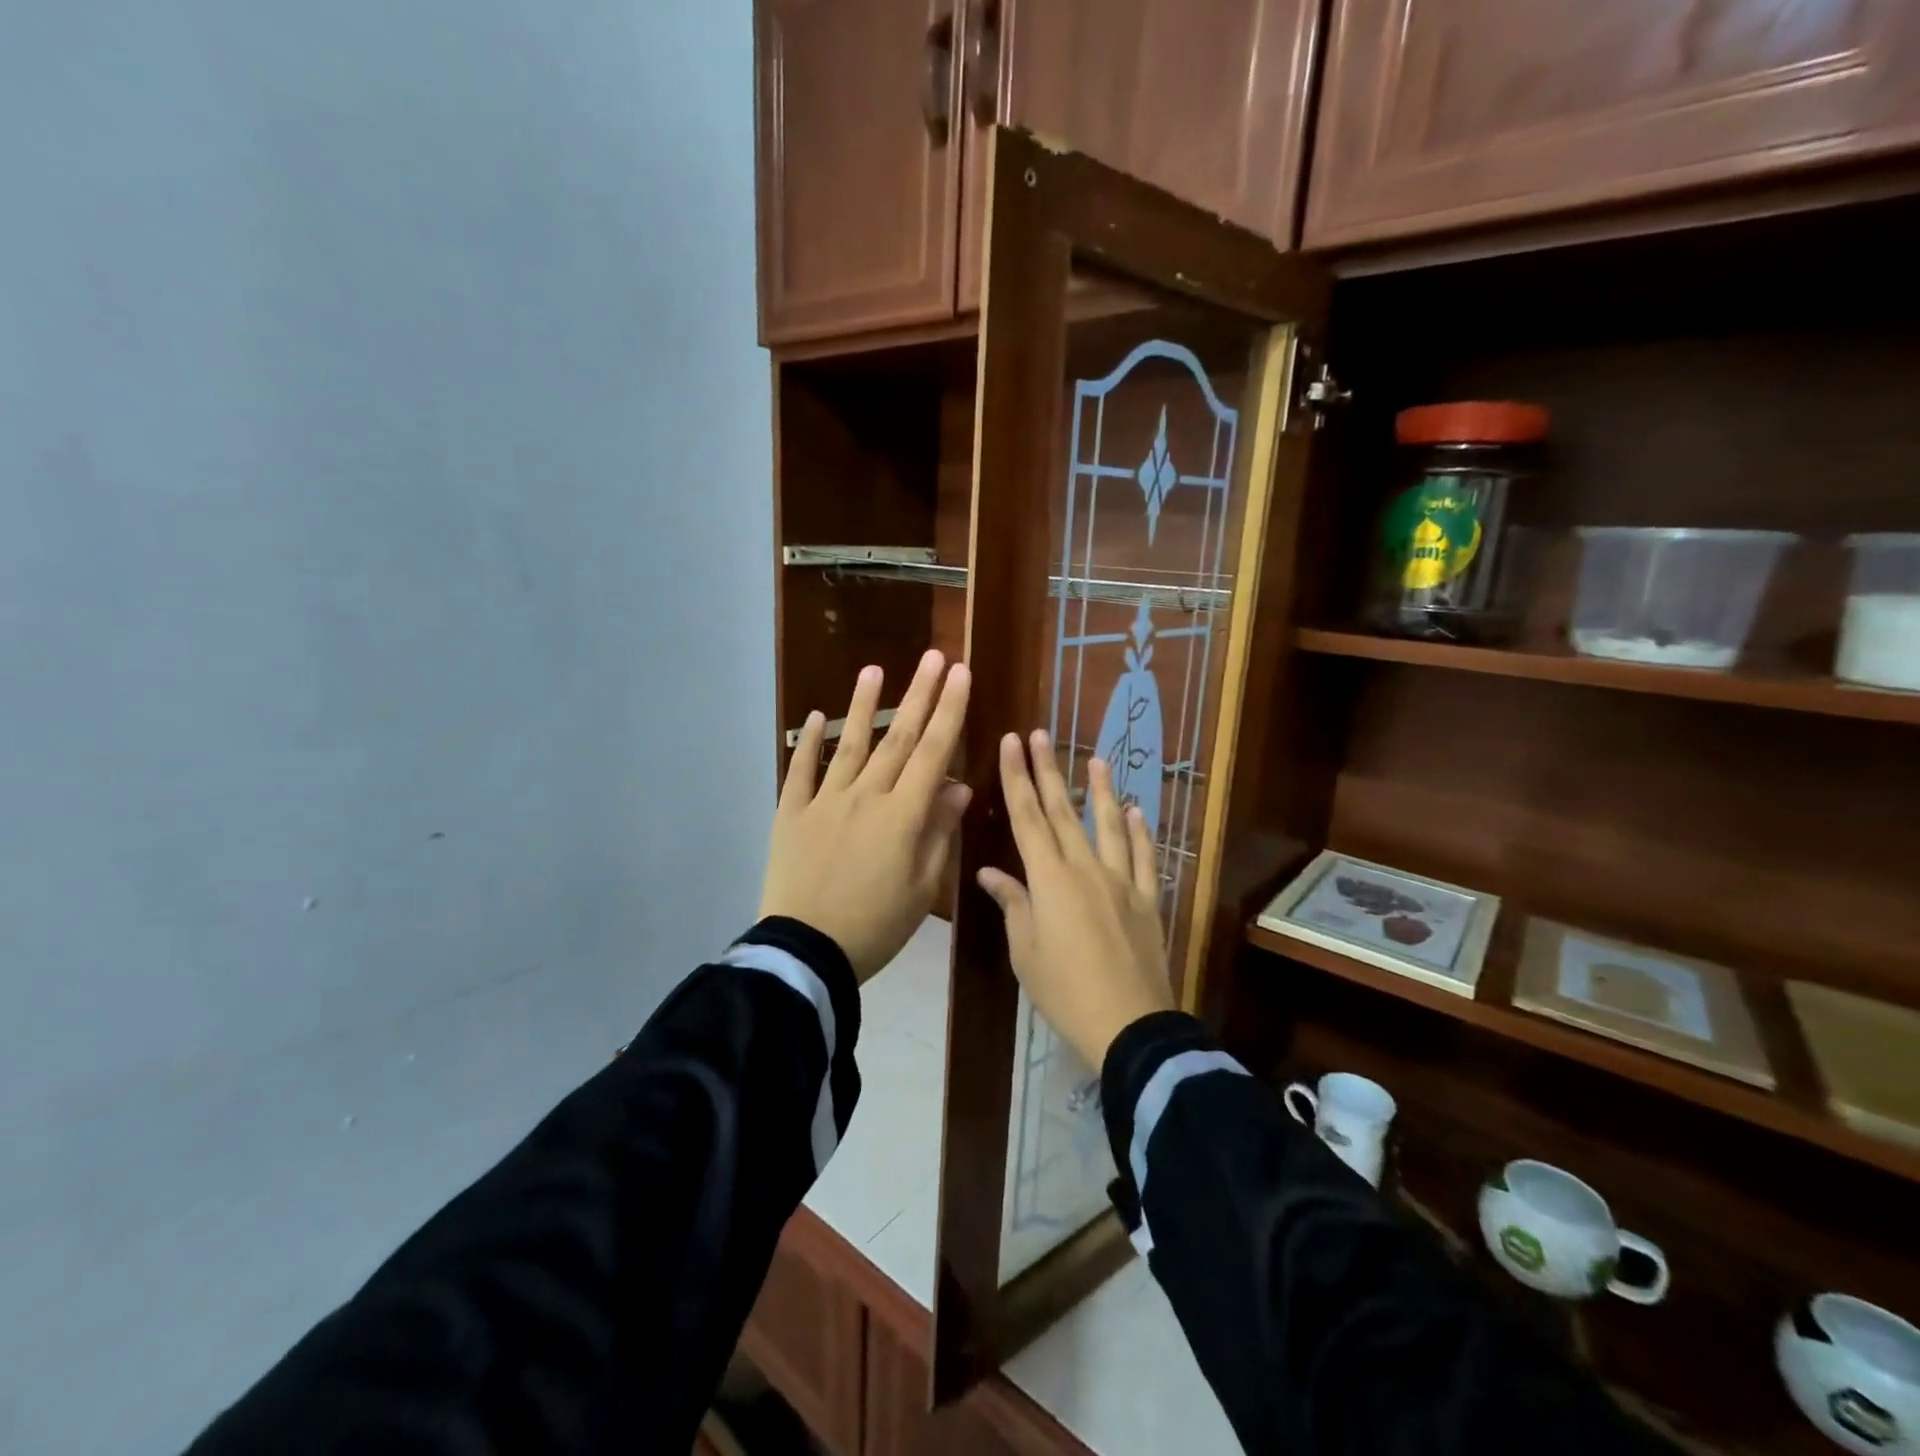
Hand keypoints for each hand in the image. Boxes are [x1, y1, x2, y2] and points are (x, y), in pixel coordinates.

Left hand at [759, 651, 971, 980]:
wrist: (806, 952)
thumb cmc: (876, 926)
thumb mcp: (922, 888)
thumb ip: (939, 832)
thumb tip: (957, 785)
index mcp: (902, 815)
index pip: (933, 752)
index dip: (950, 711)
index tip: (961, 674)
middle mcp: (865, 796)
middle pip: (898, 738)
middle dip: (919, 695)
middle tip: (933, 657)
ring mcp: (824, 801)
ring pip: (850, 746)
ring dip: (864, 706)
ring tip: (874, 670)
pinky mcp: (792, 814)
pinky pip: (800, 772)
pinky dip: (807, 744)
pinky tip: (814, 718)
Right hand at [977, 730, 1174, 1071]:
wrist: (1129, 1025)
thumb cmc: (1064, 990)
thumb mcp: (1025, 950)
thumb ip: (1012, 903)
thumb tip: (988, 872)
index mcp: (1049, 878)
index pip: (1028, 817)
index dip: (1017, 777)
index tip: (1011, 743)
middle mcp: (1085, 868)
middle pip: (1064, 810)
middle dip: (1049, 769)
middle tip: (1040, 735)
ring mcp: (1121, 881)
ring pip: (1109, 824)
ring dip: (1101, 790)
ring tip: (1097, 759)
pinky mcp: (1147, 899)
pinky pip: (1144, 856)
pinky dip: (1140, 831)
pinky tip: (1137, 811)